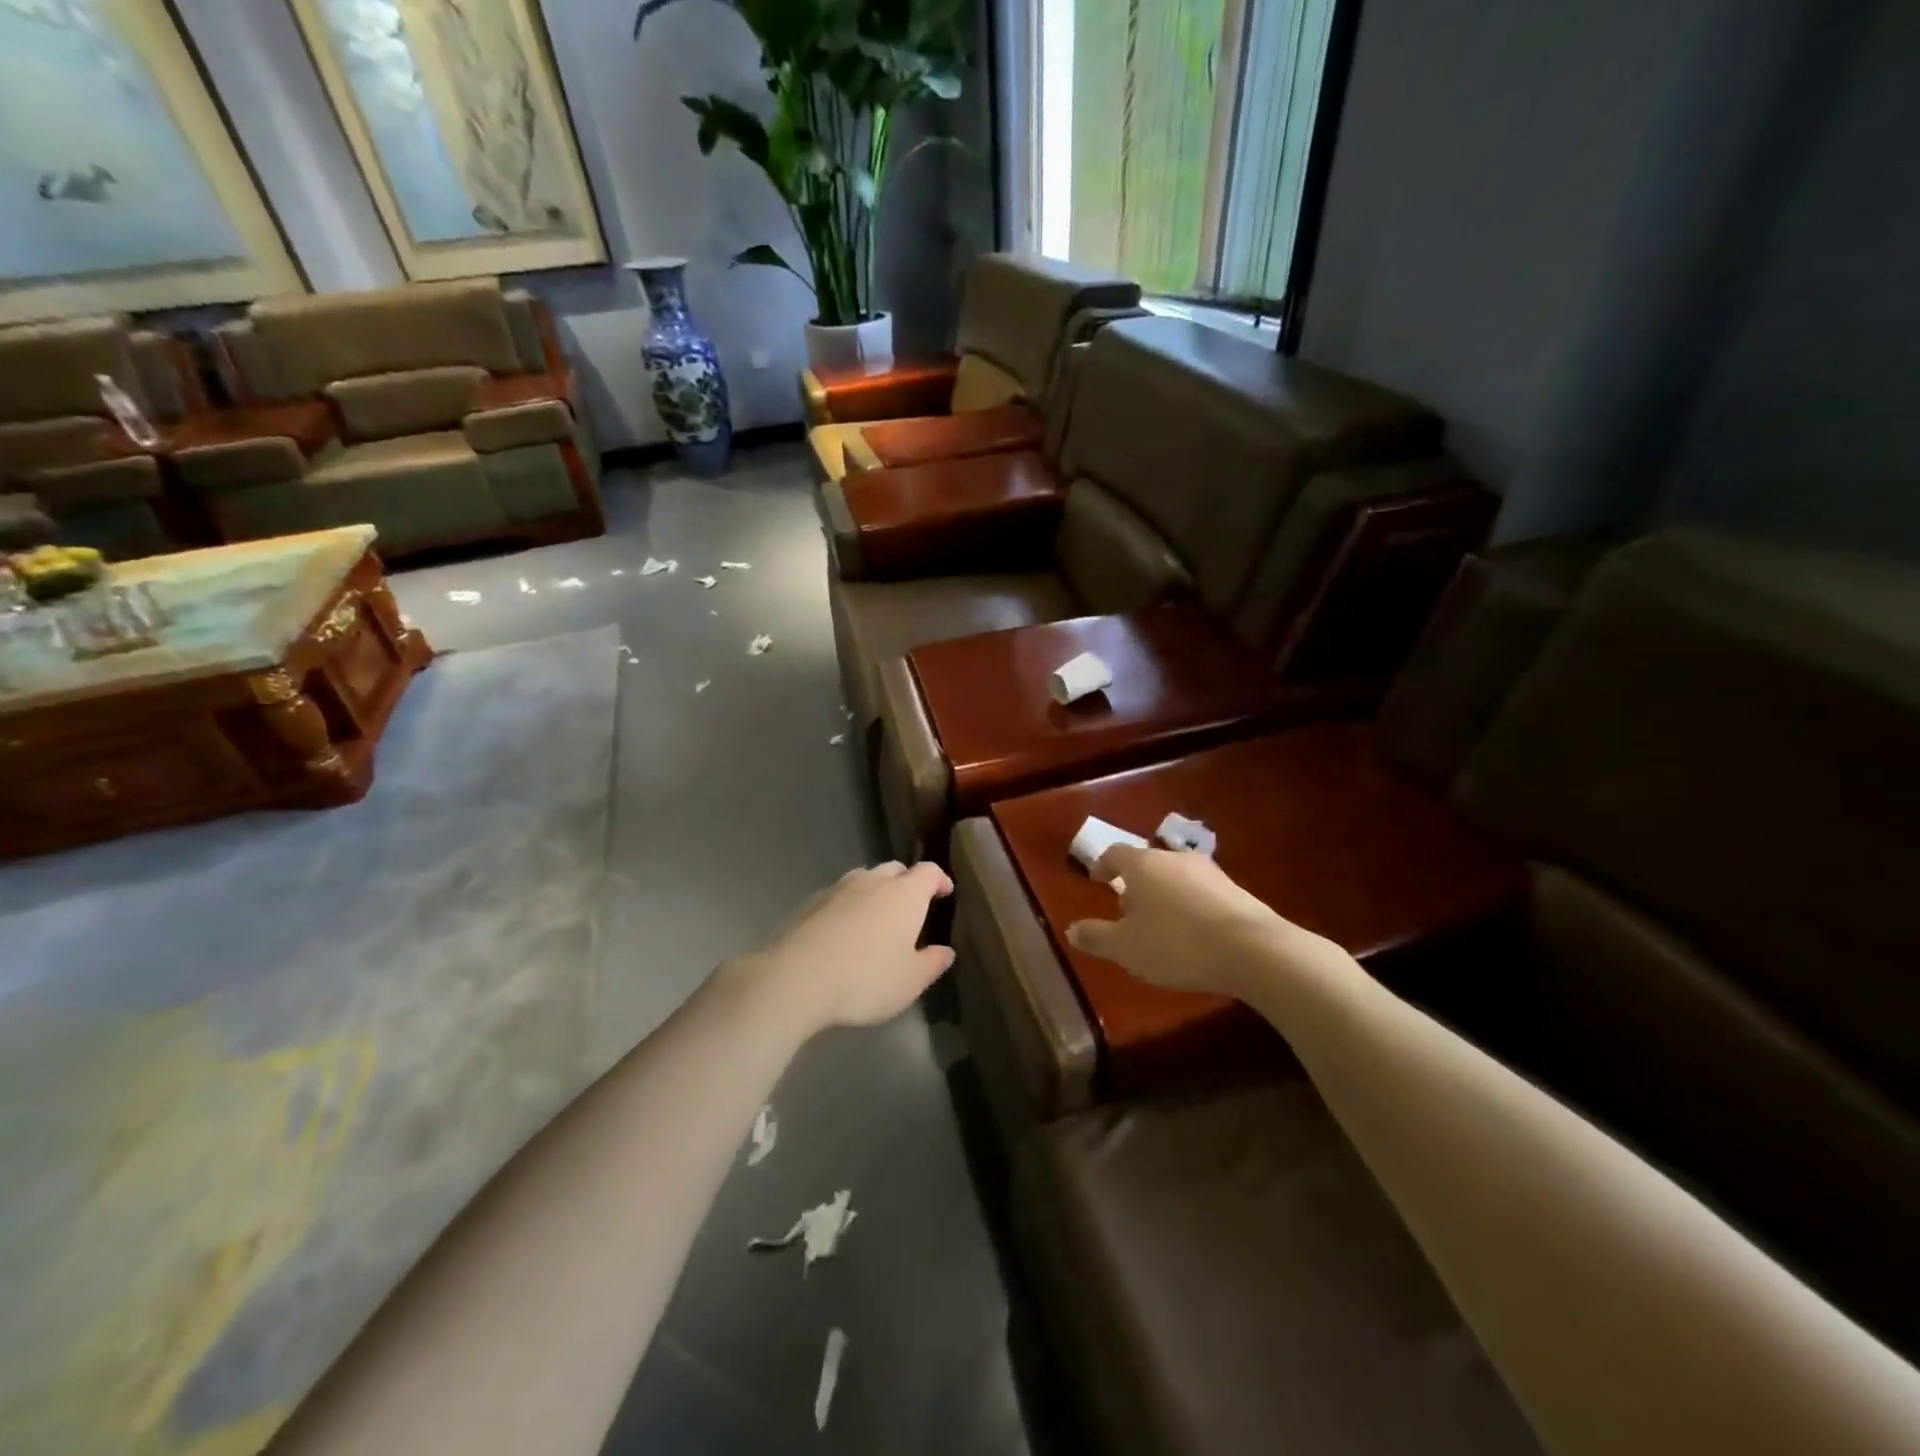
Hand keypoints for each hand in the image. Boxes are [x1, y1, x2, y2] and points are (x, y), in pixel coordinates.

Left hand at [752, 861, 954, 1031]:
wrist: (795, 978)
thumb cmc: (865, 979)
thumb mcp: (910, 982)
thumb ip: (932, 963)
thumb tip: (946, 951)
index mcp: (905, 894)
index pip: (928, 872)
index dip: (939, 879)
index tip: (945, 892)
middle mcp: (873, 882)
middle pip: (895, 869)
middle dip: (907, 882)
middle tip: (911, 907)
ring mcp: (838, 889)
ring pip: (864, 879)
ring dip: (875, 891)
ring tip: (876, 918)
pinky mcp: (810, 903)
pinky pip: (838, 896)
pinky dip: (848, 906)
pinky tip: (843, 931)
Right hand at [1066, 846, 1330, 998]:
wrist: (1253, 950)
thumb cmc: (1176, 944)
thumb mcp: (1126, 947)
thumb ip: (1096, 937)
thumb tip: (1071, 929)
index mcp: (1143, 865)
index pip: (1115, 854)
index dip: (1103, 866)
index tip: (1097, 881)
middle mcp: (1174, 859)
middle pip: (1147, 865)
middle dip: (1134, 886)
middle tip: (1127, 913)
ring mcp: (1210, 872)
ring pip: (1175, 878)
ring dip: (1164, 896)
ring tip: (1161, 928)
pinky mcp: (1236, 890)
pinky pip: (1201, 894)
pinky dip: (1190, 907)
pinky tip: (1193, 936)